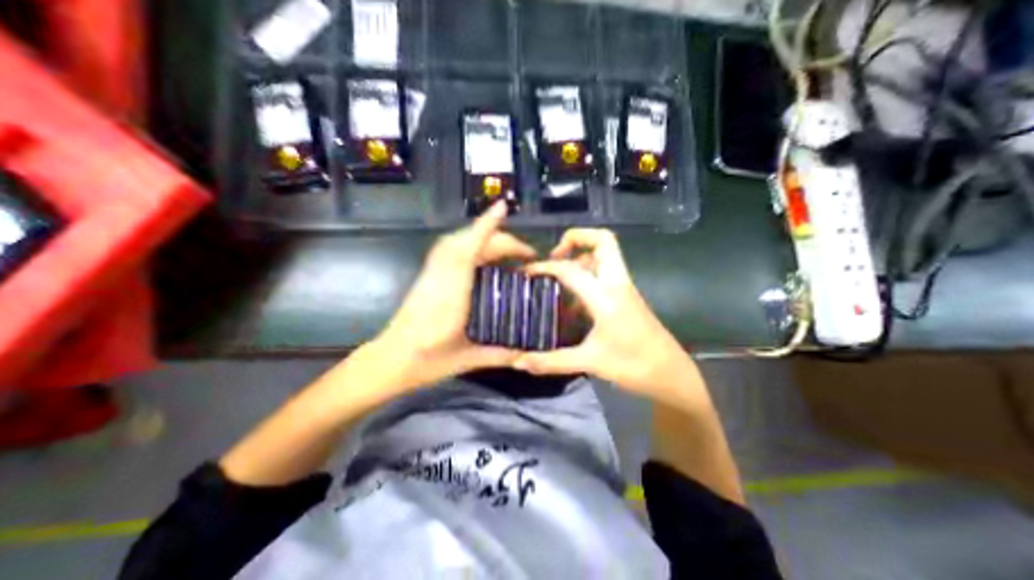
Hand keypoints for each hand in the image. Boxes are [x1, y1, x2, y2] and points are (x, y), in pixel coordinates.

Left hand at [369, 201, 532, 391]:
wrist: (389, 360)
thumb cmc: (426, 362)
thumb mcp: (466, 360)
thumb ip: (499, 355)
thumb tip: (526, 354)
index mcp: (452, 294)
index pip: (469, 250)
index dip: (486, 227)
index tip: (503, 208)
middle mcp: (441, 276)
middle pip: (468, 242)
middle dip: (499, 238)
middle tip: (525, 253)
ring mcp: (431, 273)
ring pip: (456, 241)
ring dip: (483, 236)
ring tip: (507, 249)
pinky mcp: (427, 275)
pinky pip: (449, 249)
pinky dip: (468, 243)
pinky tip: (481, 254)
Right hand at [512, 226, 697, 403]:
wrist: (671, 374)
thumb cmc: (633, 366)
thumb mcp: (590, 362)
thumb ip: (552, 361)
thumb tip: (520, 362)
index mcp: (606, 296)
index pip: (570, 269)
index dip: (544, 266)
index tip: (525, 272)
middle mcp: (617, 283)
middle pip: (603, 240)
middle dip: (575, 238)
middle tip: (553, 257)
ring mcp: (624, 287)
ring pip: (605, 254)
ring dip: (581, 255)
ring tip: (558, 274)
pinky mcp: (626, 295)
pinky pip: (605, 272)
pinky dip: (587, 273)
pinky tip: (572, 299)